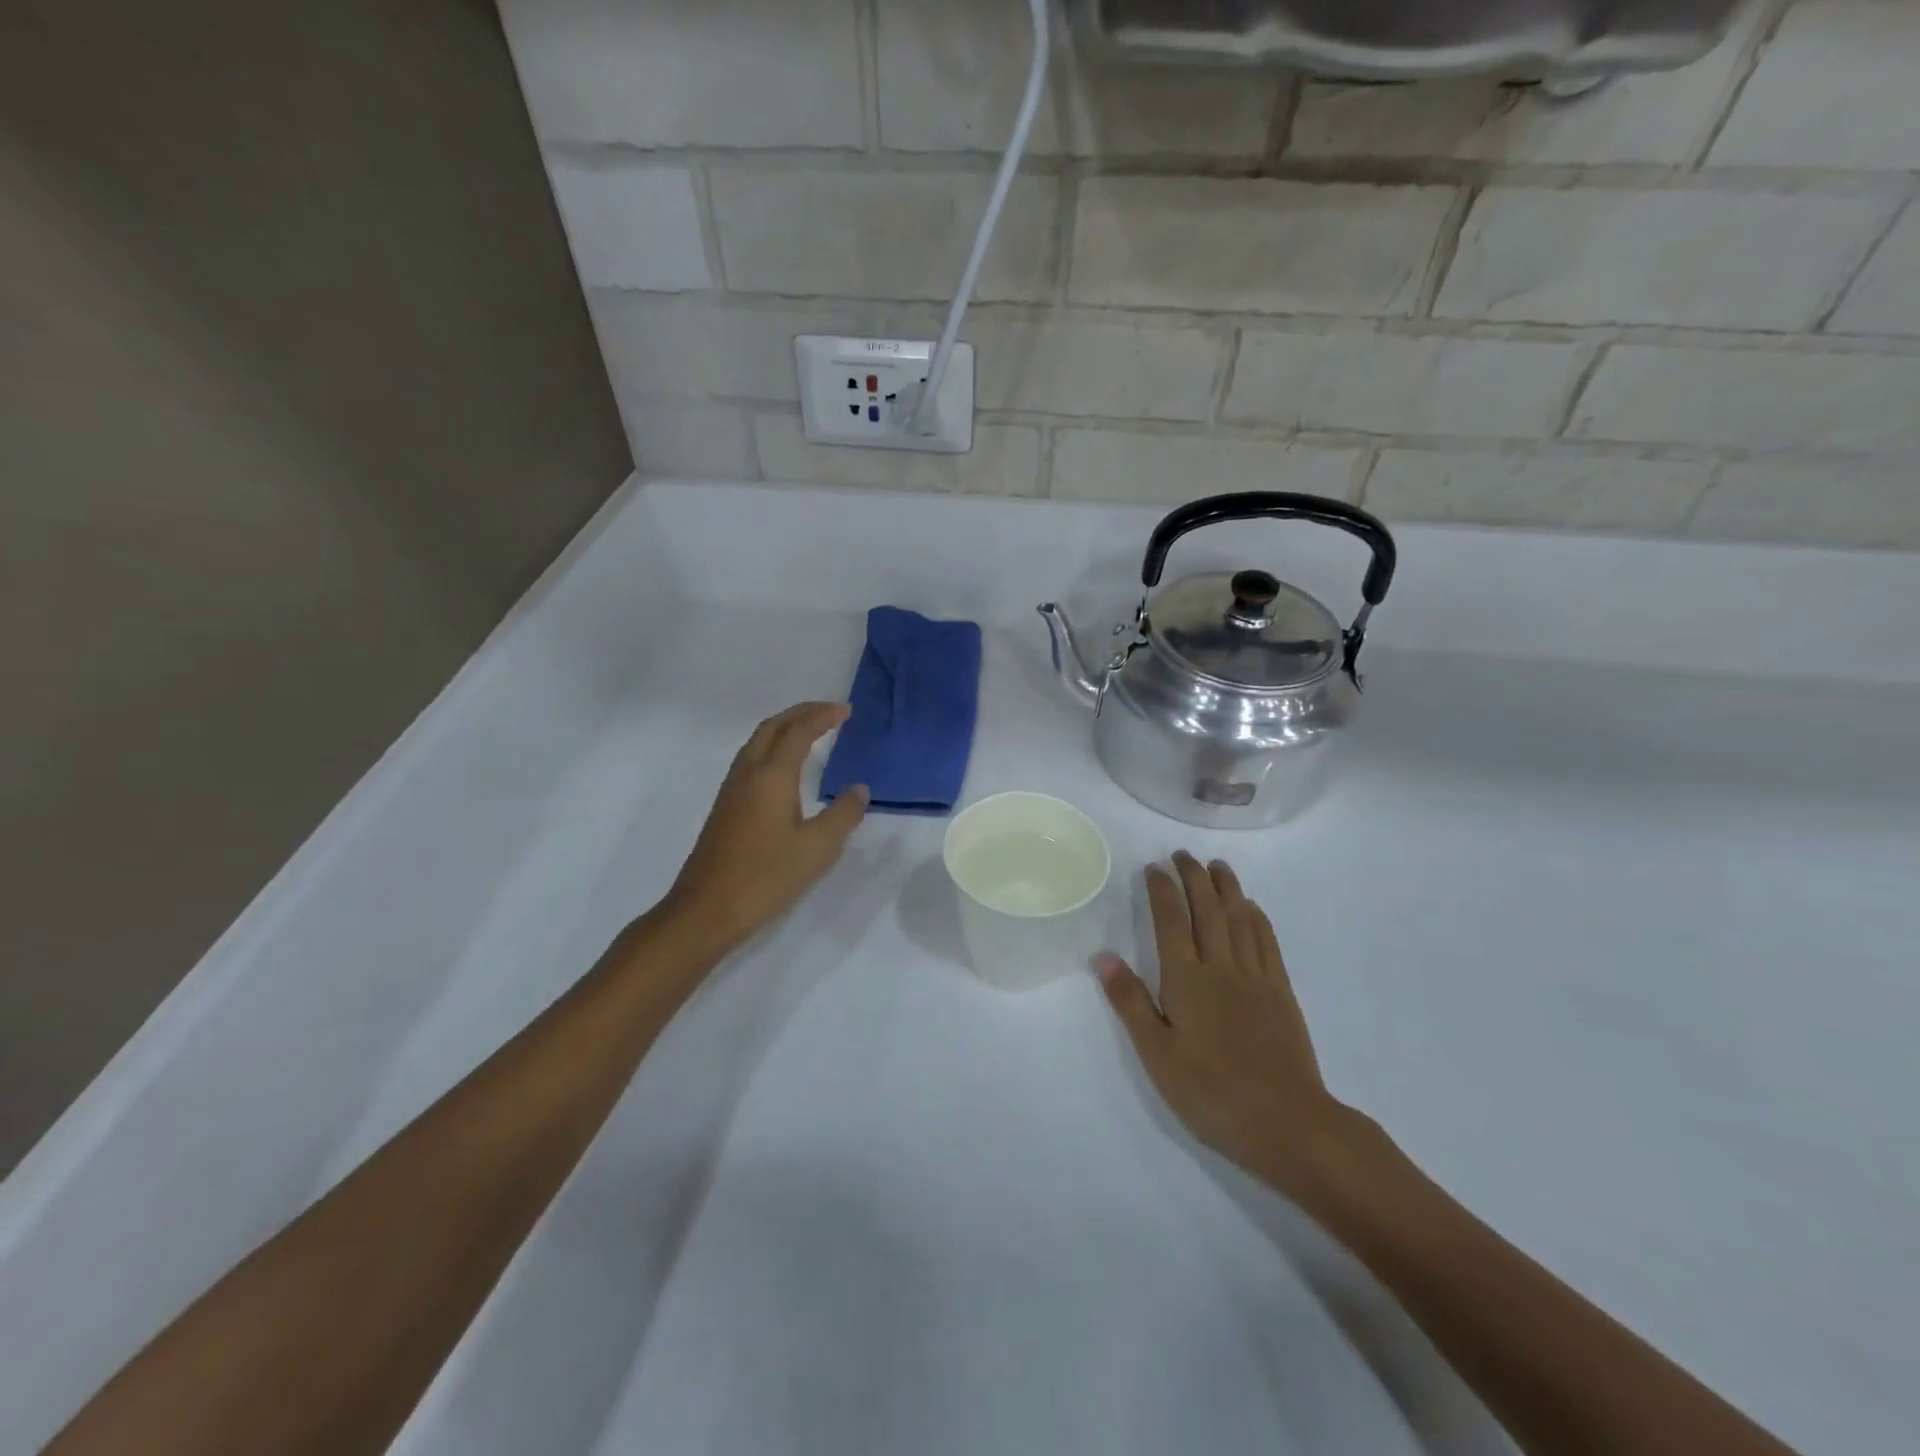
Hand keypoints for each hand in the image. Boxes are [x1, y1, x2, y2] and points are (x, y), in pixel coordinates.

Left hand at [660, 703, 868, 953]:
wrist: (706, 910)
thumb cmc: (766, 877)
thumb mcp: (817, 849)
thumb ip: (843, 815)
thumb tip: (859, 789)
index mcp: (771, 776)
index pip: (799, 731)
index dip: (823, 716)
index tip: (846, 710)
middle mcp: (748, 774)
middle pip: (772, 727)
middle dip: (801, 713)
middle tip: (830, 712)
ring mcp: (731, 791)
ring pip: (757, 742)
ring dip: (784, 728)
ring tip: (810, 732)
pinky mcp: (725, 808)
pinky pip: (751, 760)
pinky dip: (773, 748)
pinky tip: (785, 770)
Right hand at [1098, 853, 1368, 1197]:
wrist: (1286, 1123)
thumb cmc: (1210, 1092)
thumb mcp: (1157, 1054)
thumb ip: (1130, 1002)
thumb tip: (1104, 956)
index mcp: (1186, 980)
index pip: (1170, 921)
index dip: (1162, 890)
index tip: (1154, 867)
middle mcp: (1221, 967)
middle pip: (1207, 910)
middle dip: (1194, 878)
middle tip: (1183, 855)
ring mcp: (1255, 977)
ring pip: (1239, 919)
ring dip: (1227, 888)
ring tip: (1217, 866)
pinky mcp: (1281, 992)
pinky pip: (1267, 942)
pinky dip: (1257, 918)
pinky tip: (1252, 908)